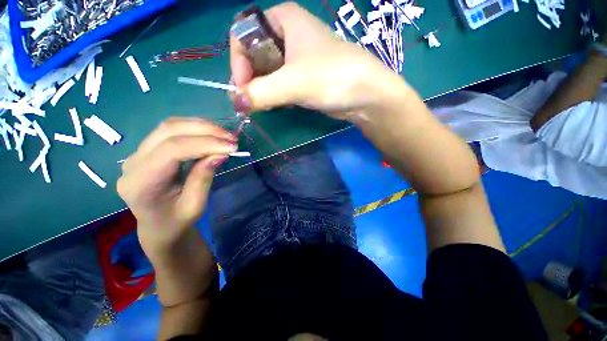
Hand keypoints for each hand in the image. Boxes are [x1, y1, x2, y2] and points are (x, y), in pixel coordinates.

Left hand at [117, 118, 236, 252]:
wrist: (159, 225)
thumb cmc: (177, 221)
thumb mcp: (195, 206)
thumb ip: (203, 178)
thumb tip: (220, 153)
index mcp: (141, 183)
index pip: (171, 150)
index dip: (204, 144)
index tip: (232, 147)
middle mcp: (133, 162)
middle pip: (168, 131)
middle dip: (205, 130)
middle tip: (232, 138)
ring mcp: (138, 153)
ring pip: (170, 126)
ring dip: (201, 126)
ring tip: (225, 134)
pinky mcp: (149, 149)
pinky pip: (171, 130)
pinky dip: (195, 128)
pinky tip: (212, 134)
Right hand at [230, 2, 400, 119]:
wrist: (364, 94)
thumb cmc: (331, 77)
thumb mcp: (293, 83)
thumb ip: (261, 93)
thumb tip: (237, 103)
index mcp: (283, 19)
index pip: (243, 33)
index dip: (238, 61)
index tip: (244, 87)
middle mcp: (288, 34)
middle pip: (254, 53)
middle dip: (250, 78)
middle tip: (252, 100)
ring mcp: (297, 57)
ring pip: (267, 70)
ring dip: (262, 88)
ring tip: (263, 104)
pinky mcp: (304, 76)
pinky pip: (280, 82)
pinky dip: (274, 93)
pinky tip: (276, 104)